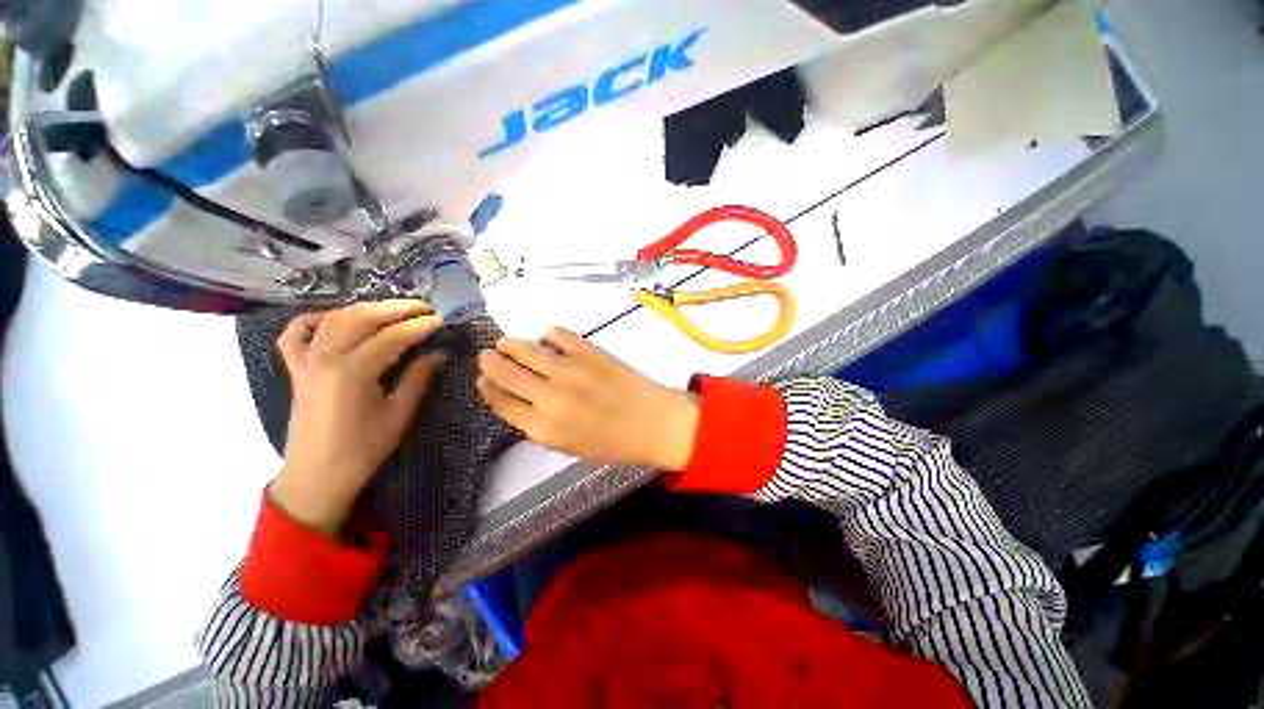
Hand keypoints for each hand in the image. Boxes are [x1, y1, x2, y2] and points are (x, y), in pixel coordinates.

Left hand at [271, 301, 447, 534]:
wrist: (317, 476)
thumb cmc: (363, 449)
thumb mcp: (399, 414)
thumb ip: (418, 378)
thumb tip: (438, 353)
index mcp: (353, 372)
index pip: (392, 337)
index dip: (420, 326)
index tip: (442, 320)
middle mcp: (325, 358)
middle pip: (361, 318)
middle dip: (395, 308)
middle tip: (423, 307)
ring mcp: (306, 361)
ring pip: (334, 319)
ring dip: (365, 309)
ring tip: (393, 309)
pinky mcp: (296, 368)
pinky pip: (297, 334)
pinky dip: (315, 319)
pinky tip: (335, 319)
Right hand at [476, 328, 699, 469]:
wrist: (654, 422)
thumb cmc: (614, 443)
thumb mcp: (569, 447)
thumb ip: (541, 425)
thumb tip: (521, 400)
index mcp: (543, 429)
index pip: (501, 403)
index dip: (487, 388)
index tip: (481, 379)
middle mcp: (549, 398)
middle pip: (505, 373)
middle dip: (490, 361)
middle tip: (487, 354)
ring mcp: (569, 371)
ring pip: (525, 349)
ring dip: (510, 344)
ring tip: (506, 343)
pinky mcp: (589, 352)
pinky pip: (558, 334)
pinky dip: (547, 334)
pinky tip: (546, 338)